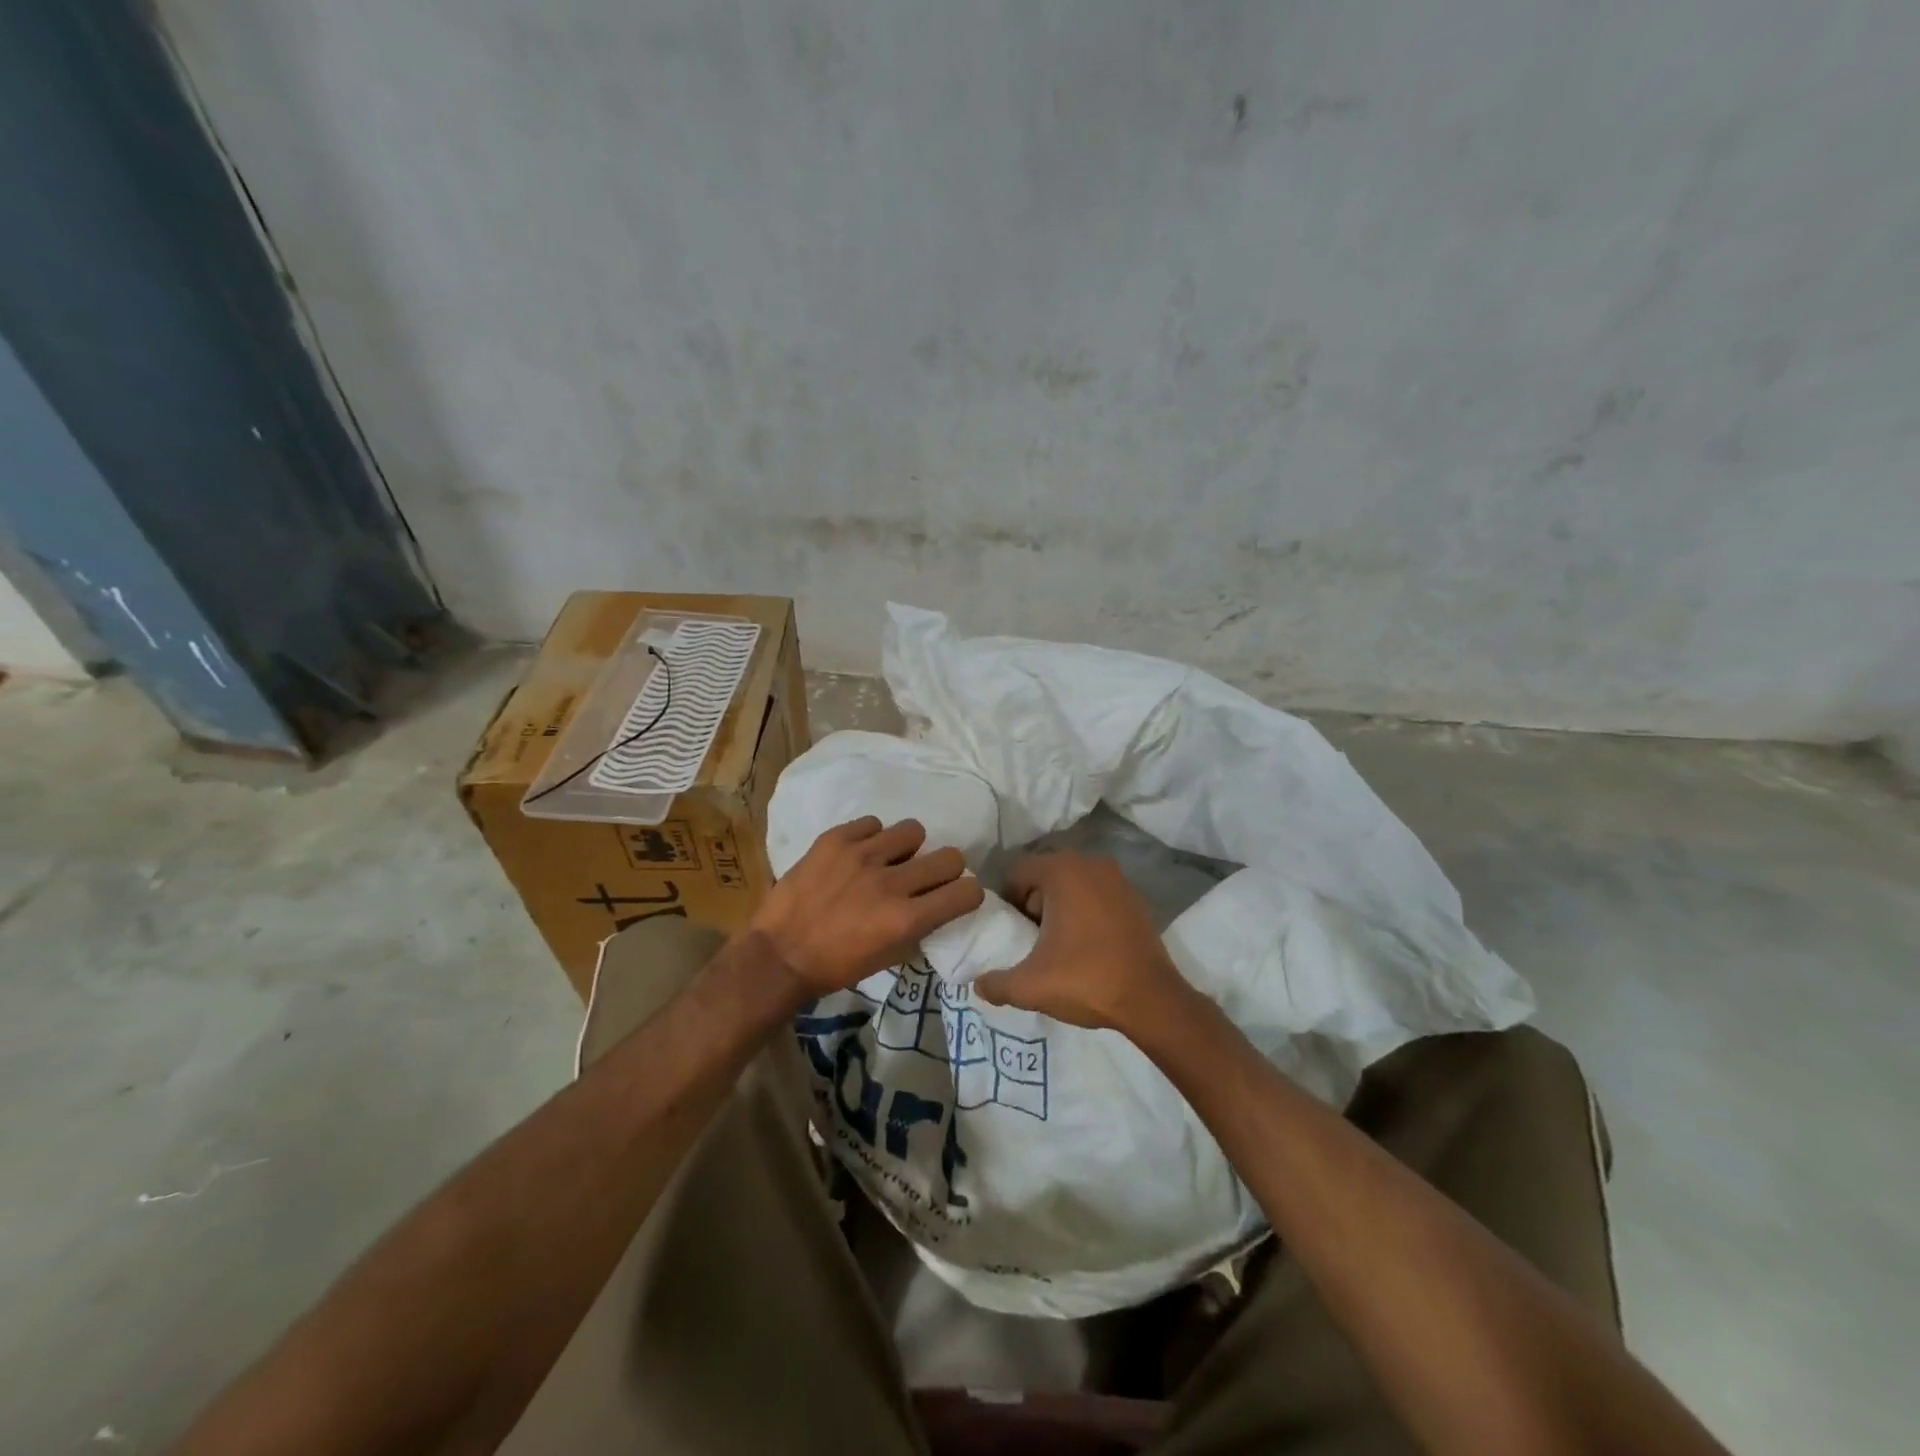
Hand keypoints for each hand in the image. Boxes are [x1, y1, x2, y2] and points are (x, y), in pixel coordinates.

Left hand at [750, 816, 984, 996]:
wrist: (777, 955)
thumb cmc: (835, 967)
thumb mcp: (888, 958)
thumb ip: (918, 929)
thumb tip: (937, 905)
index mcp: (906, 920)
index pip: (967, 891)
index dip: (968, 893)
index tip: (956, 895)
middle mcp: (891, 883)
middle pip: (950, 856)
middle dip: (945, 868)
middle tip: (925, 876)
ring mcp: (862, 856)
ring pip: (913, 830)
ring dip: (907, 848)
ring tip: (888, 859)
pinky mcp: (835, 840)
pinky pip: (872, 823)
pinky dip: (870, 838)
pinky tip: (857, 855)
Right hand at [972, 851, 1194, 1036]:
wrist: (1152, 999)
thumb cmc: (1086, 979)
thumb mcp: (1030, 986)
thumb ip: (995, 984)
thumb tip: (978, 984)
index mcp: (1062, 871)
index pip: (1017, 871)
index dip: (1007, 901)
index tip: (1011, 931)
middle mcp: (1090, 864)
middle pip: (1045, 875)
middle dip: (1034, 903)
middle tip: (1032, 940)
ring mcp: (1117, 878)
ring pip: (1073, 884)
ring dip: (1061, 907)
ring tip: (1059, 945)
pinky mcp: (1135, 898)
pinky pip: (1097, 895)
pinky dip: (1086, 911)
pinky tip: (1087, 945)